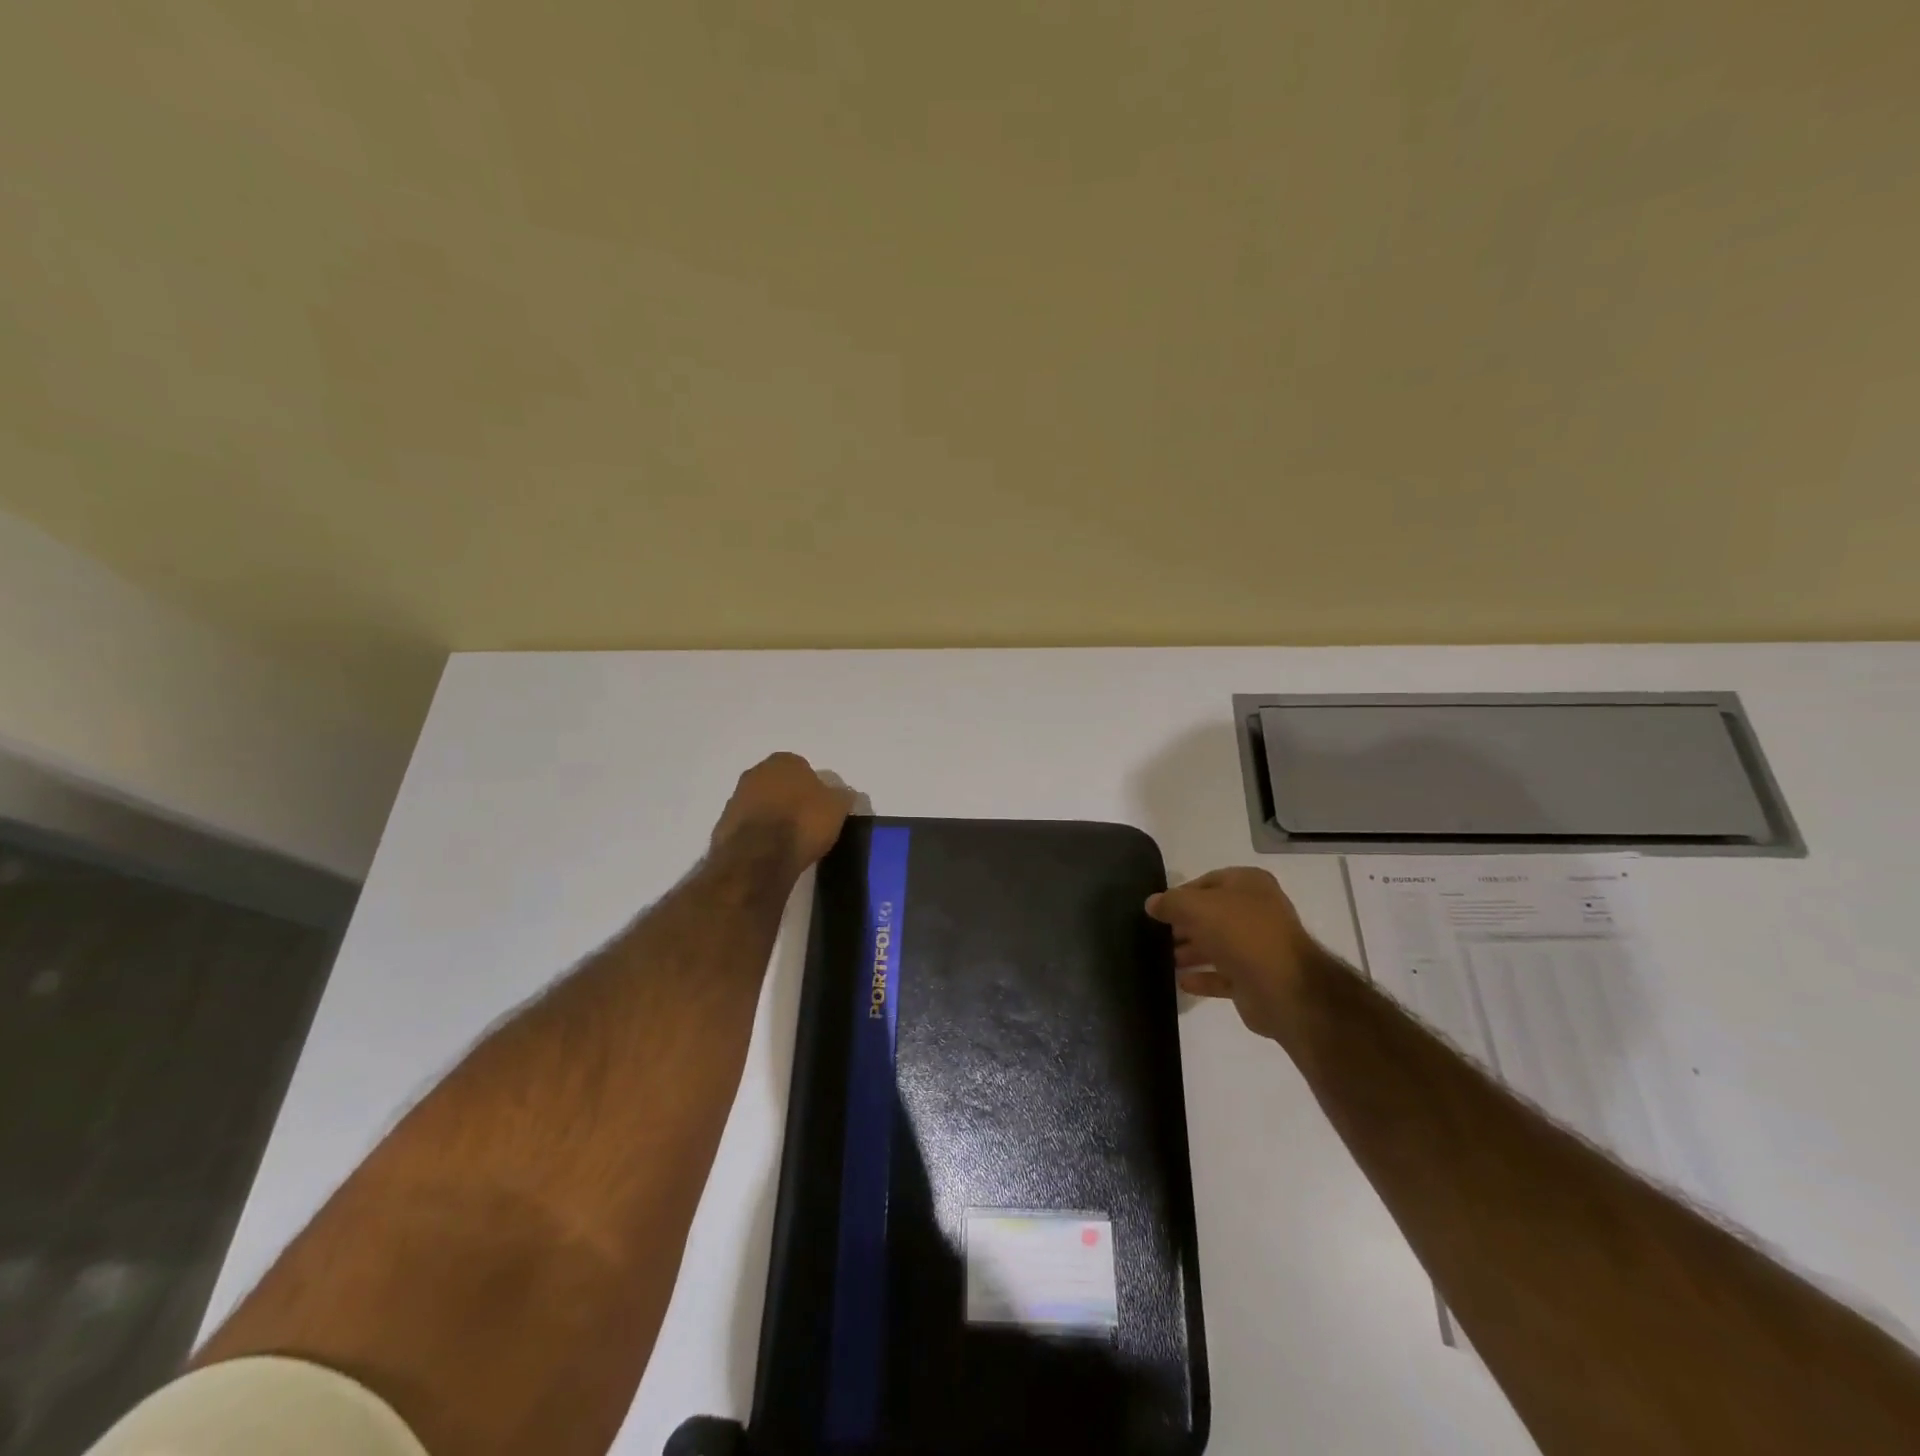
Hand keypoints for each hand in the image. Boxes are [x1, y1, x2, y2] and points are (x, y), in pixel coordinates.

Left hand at [711, 752, 855, 874]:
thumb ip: (842, 796)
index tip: (821, 808)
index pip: (803, 768)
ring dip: (772, 816)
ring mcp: (736, 797)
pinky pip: (748, 826)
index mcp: (784, 761)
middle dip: (790, 799)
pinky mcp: (723, 824)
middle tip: (806, 823)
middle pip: (779, 784)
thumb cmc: (803, 822)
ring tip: (788, 841)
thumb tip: (843, 794)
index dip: (814, 789)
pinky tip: (770, 852)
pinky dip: (758, 835)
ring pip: (761, 804)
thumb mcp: (837, 807)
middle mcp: (756, 772)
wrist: (759, 857)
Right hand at [1146, 867, 1315, 1041]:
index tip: (1157, 910)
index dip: (1181, 894)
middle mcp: (1256, 911)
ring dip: (1190, 951)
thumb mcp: (1196, 907)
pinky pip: (1223, 975)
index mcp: (1249, 884)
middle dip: (1183, 925)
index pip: (1207, 882)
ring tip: (1162, 959)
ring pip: (1216, 945)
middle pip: (1211, 915)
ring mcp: (1258, 946)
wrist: (1284, 987)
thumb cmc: (1240, 933)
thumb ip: (1171, 902)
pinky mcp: (1255, 979)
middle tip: (1156, 935)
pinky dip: (1203, 977)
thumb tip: (1152, 903)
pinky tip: (1181, 982)